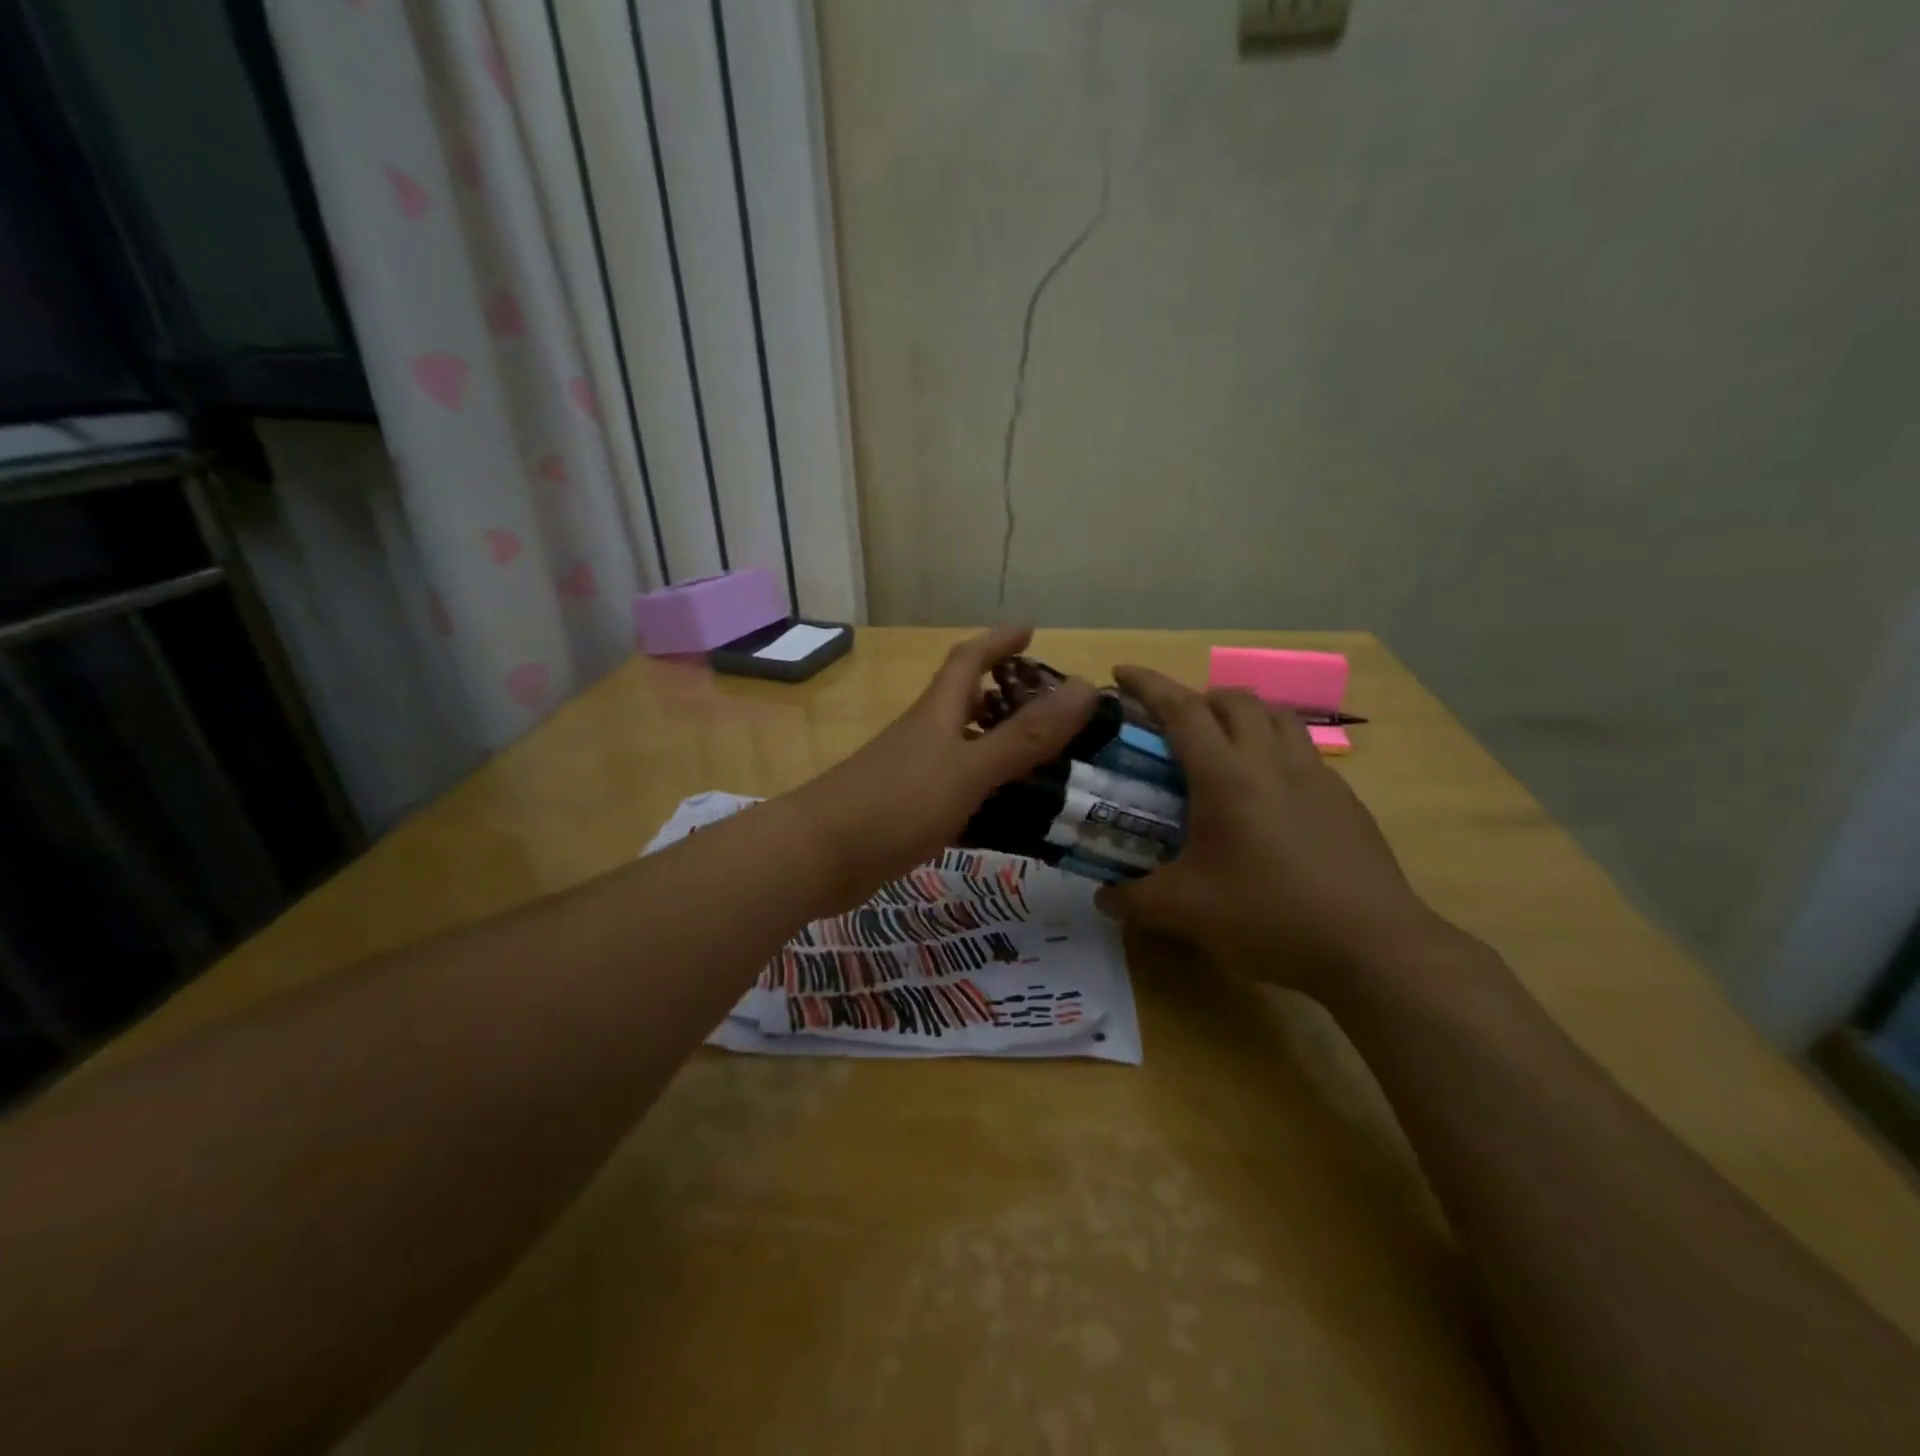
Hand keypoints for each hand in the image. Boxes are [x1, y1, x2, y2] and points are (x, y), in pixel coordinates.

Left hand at [787, 627, 1096, 907]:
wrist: (818, 856)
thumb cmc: (896, 802)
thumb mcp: (968, 768)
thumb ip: (1025, 735)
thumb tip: (1084, 688)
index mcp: (938, 713)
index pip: (969, 659)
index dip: (999, 641)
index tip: (1031, 631)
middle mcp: (925, 736)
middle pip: (968, 703)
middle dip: (1008, 697)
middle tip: (1055, 712)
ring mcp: (914, 774)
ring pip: (966, 750)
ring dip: (1001, 749)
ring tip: (1050, 765)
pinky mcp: (908, 812)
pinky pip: (958, 793)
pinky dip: (986, 796)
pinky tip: (1011, 818)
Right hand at [1096, 667, 1454, 998]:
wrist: (1372, 945)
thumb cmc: (1269, 915)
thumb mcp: (1186, 911)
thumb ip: (1133, 899)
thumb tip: (1102, 897)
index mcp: (1226, 776)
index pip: (1180, 709)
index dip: (1147, 685)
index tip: (1120, 673)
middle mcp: (1270, 761)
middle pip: (1232, 699)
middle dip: (1195, 697)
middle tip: (1171, 724)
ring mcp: (1314, 775)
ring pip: (1274, 715)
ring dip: (1240, 713)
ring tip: (1220, 743)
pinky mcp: (1342, 798)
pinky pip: (1300, 748)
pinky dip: (1272, 745)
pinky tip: (1266, 790)